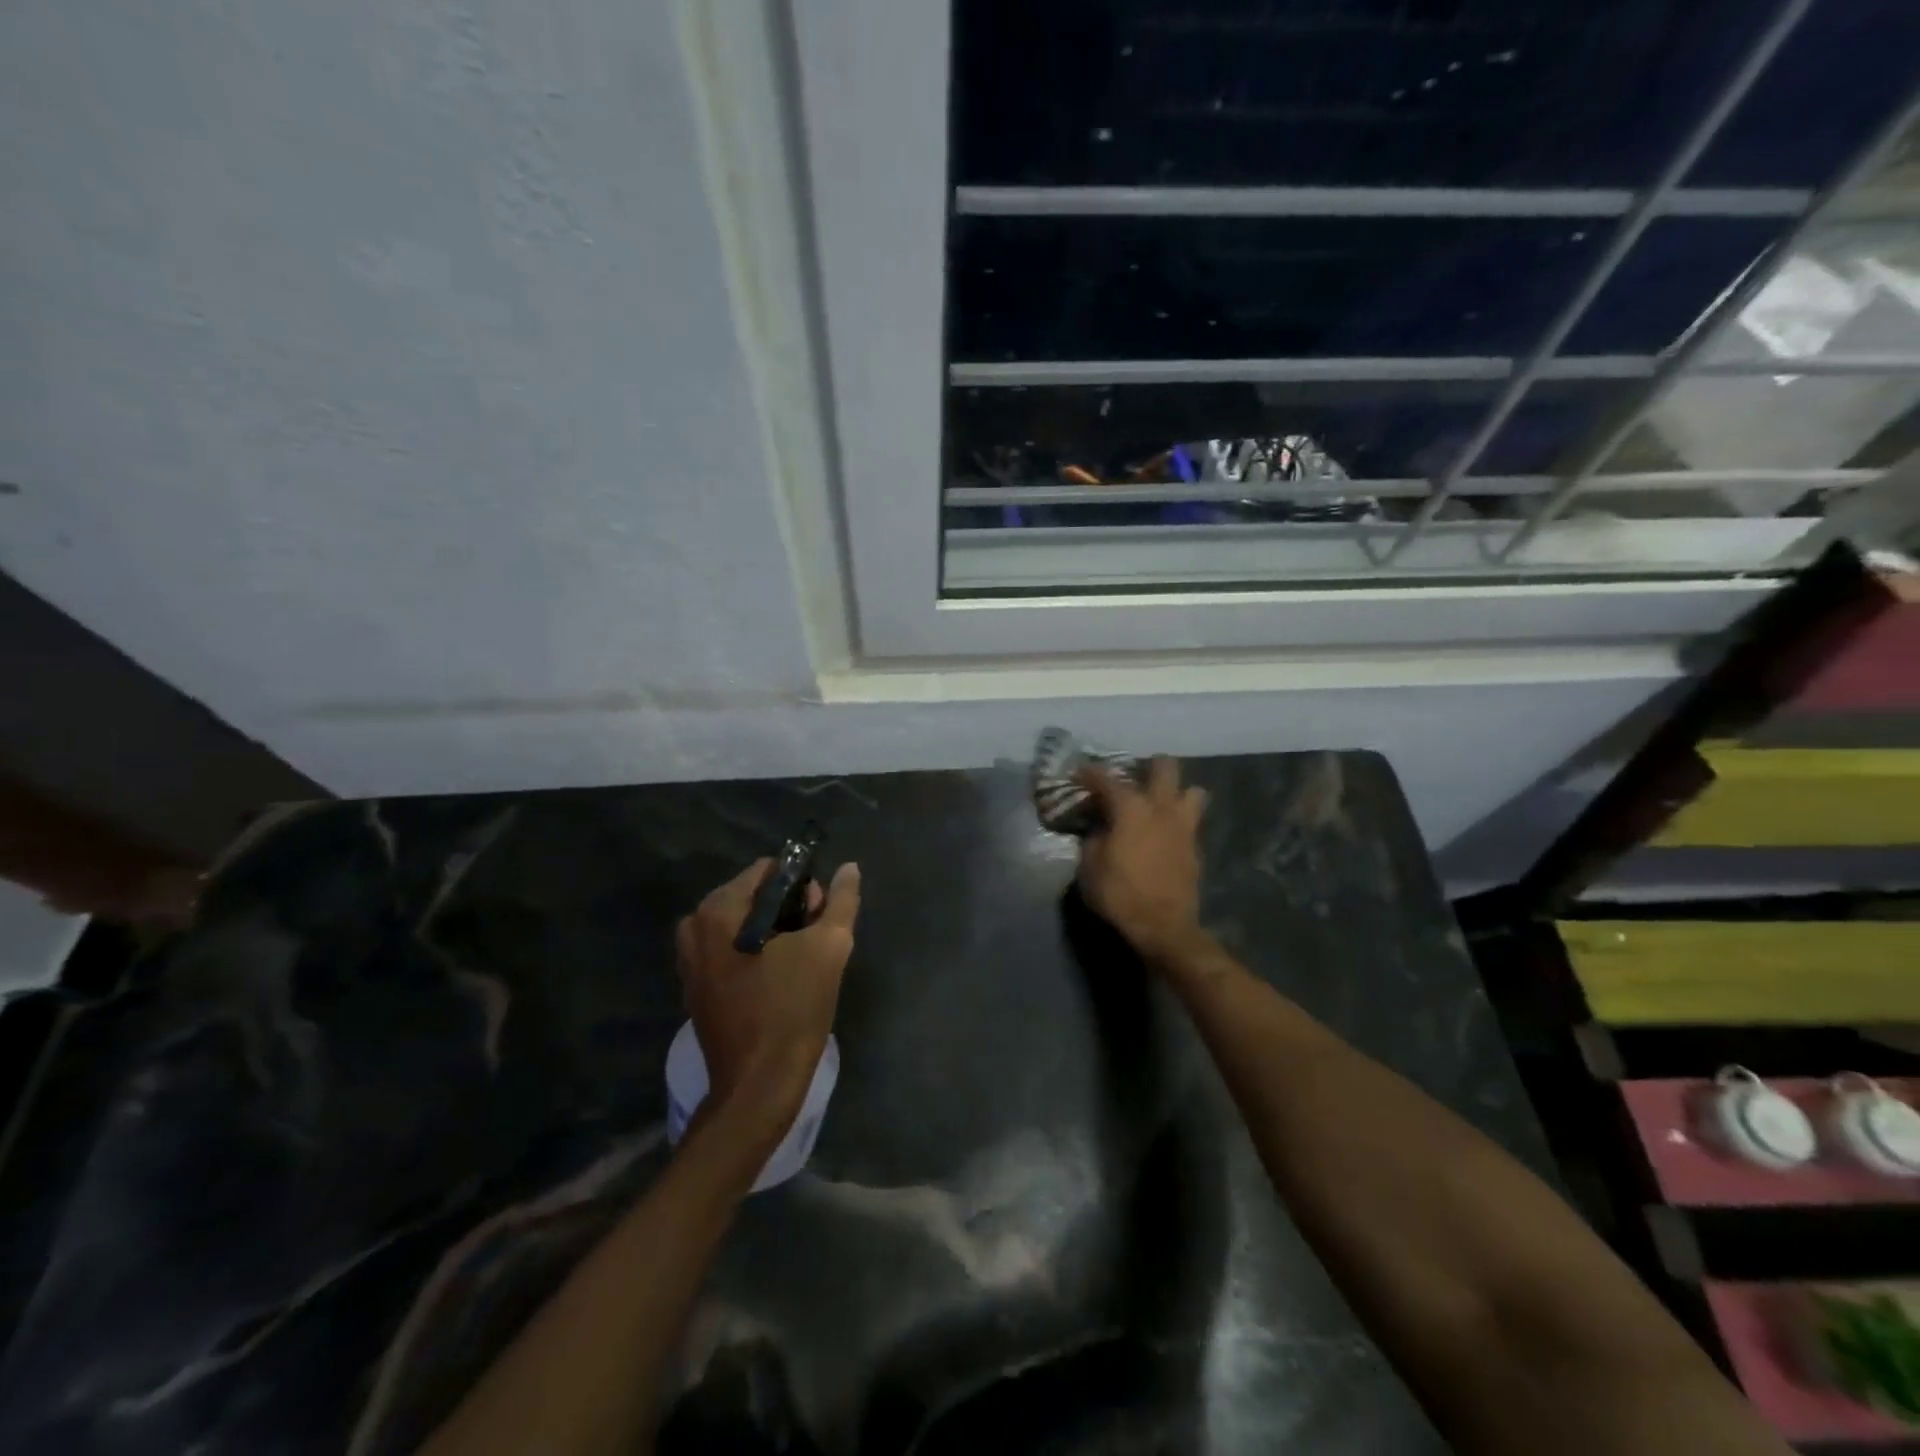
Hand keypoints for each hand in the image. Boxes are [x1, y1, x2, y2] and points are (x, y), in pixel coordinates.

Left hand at [676, 859, 860, 1124]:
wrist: (759, 1084)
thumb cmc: (793, 1008)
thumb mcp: (829, 947)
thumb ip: (841, 901)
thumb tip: (850, 868)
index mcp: (719, 910)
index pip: (767, 871)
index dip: (801, 887)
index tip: (819, 917)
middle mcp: (695, 927)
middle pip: (752, 896)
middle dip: (787, 910)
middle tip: (814, 941)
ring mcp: (690, 960)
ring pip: (742, 925)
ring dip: (773, 932)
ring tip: (800, 960)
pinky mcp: (695, 988)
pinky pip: (729, 951)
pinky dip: (754, 954)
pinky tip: (779, 979)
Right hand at [1076, 757, 1207, 961]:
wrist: (1163, 927)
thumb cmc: (1119, 894)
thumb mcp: (1089, 867)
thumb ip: (1094, 839)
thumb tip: (1099, 828)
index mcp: (1131, 808)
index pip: (1107, 779)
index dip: (1090, 773)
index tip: (1078, 773)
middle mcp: (1161, 808)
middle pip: (1165, 767)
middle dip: (1148, 766)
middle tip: (1131, 779)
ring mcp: (1183, 826)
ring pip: (1191, 790)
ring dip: (1175, 792)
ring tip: (1157, 803)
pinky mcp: (1195, 847)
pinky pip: (1190, 821)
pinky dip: (1177, 821)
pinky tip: (1163, 833)